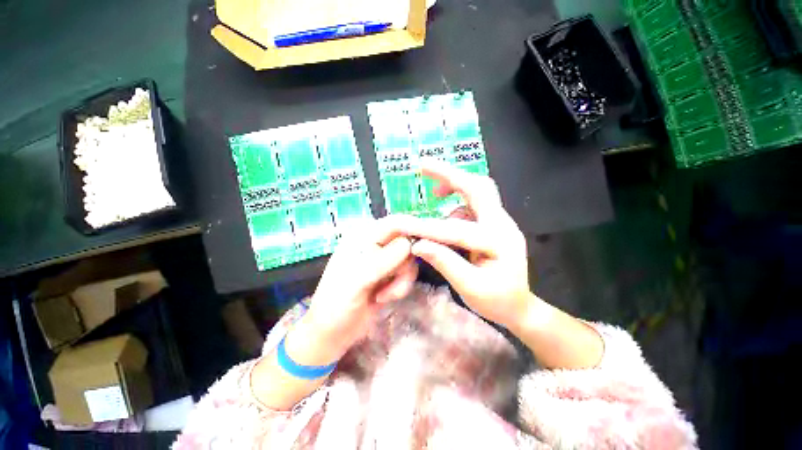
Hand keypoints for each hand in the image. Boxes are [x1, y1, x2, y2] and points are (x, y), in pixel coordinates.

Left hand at [285, 216, 418, 365]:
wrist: (332, 334)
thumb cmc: (336, 304)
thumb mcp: (357, 281)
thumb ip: (383, 260)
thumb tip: (410, 244)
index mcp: (363, 236)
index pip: (396, 223)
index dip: (417, 227)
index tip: (437, 237)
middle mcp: (376, 242)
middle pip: (408, 240)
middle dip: (405, 264)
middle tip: (394, 280)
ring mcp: (384, 259)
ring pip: (410, 259)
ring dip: (402, 279)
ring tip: (383, 294)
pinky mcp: (391, 274)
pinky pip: (408, 273)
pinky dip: (401, 287)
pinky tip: (383, 297)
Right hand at [397, 160, 533, 328]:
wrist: (520, 305)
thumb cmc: (497, 301)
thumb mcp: (470, 288)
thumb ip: (445, 263)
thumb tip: (418, 244)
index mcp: (498, 241)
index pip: (456, 229)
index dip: (427, 227)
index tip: (404, 224)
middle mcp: (502, 224)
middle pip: (478, 187)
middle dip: (449, 174)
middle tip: (423, 165)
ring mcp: (500, 221)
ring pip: (477, 190)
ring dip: (453, 185)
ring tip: (433, 192)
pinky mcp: (494, 223)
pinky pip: (474, 204)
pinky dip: (457, 202)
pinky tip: (446, 215)